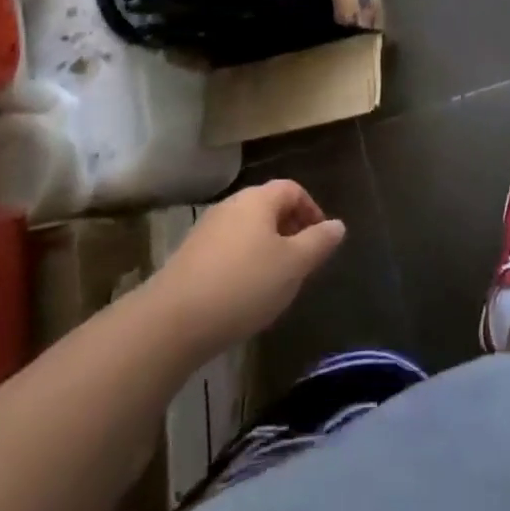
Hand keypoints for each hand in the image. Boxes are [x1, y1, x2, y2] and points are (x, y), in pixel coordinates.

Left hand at [149, 181, 344, 355]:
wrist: (172, 322)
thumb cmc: (243, 285)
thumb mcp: (293, 265)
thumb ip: (318, 242)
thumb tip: (337, 225)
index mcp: (258, 199)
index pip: (292, 189)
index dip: (312, 210)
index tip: (321, 240)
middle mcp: (231, 205)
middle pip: (268, 207)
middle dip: (290, 229)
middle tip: (302, 262)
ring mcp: (206, 230)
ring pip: (247, 230)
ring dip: (266, 248)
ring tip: (276, 281)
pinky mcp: (188, 257)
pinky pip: (227, 250)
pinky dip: (243, 263)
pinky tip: (243, 295)